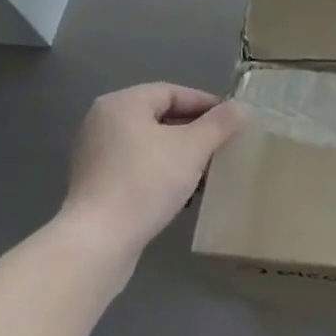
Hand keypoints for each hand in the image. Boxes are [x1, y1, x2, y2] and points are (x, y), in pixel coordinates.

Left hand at [63, 83, 242, 252]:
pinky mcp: (94, 184)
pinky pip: (136, 166)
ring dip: (179, 153)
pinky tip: (181, 190)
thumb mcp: (193, 148)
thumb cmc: (146, 182)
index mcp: (123, 103)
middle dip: (194, 130)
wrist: (97, 244)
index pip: (173, 92)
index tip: (232, 121)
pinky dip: (160, 171)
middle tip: (222, 144)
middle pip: (160, 116)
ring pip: (149, 143)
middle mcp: (103, 121)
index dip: (206, 104)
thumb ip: (219, 123)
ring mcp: (95, 154)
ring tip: (207, 169)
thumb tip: (240, 108)